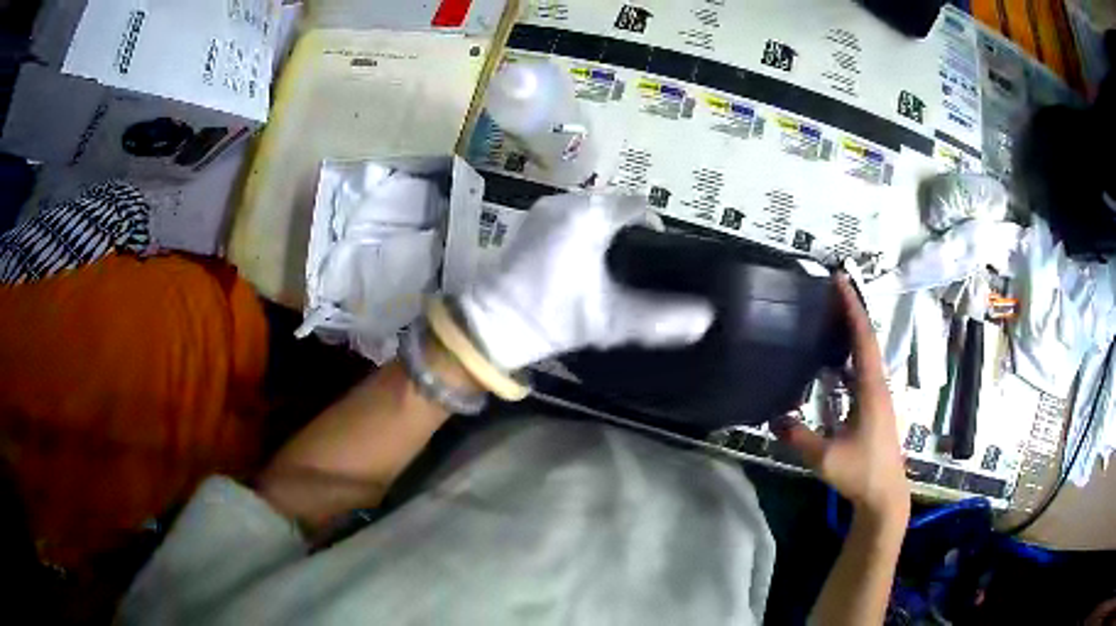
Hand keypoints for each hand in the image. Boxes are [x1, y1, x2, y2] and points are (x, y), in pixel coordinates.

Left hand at [458, 192, 714, 370]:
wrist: (491, 325)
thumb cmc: (552, 317)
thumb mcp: (610, 321)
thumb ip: (659, 318)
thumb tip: (706, 319)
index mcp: (587, 216)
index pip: (637, 205)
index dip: (654, 226)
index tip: (659, 255)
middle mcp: (565, 202)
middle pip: (615, 204)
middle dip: (631, 228)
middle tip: (640, 262)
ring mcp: (543, 209)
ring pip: (592, 209)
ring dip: (607, 228)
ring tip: (616, 262)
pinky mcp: (530, 221)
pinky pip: (570, 214)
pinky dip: (585, 228)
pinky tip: (586, 257)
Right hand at [773, 275, 908, 520]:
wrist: (885, 494)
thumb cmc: (861, 472)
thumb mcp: (825, 458)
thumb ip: (799, 438)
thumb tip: (773, 418)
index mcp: (871, 389)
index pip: (863, 339)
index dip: (852, 308)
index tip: (840, 280)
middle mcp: (878, 385)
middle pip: (867, 339)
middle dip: (851, 311)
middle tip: (831, 289)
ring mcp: (878, 396)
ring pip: (866, 354)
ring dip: (851, 332)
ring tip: (830, 315)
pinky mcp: (874, 406)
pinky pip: (862, 370)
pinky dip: (850, 356)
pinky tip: (833, 360)